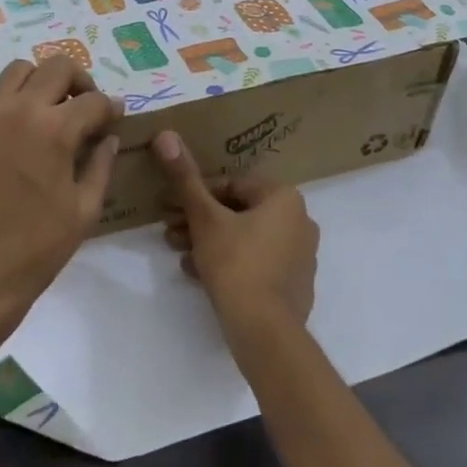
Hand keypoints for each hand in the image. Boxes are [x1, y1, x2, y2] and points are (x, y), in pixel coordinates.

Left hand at [0, 57, 121, 325]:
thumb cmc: (39, 246)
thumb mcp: (86, 208)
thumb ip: (102, 163)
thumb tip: (109, 135)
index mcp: (55, 131)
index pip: (93, 100)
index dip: (111, 107)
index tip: (114, 117)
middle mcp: (18, 110)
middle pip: (57, 66)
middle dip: (79, 81)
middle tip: (84, 106)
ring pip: (18, 70)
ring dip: (41, 83)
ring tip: (48, 110)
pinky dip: (8, 98)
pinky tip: (15, 125)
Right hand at [152, 130, 318, 333]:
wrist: (265, 332)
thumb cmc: (236, 264)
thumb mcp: (205, 218)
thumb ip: (185, 178)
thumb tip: (166, 134)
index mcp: (284, 198)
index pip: (232, 184)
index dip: (197, 193)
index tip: (170, 207)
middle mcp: (299, 221)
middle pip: (238, 211)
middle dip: (199, 220)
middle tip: (169, 231)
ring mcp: (300, 256)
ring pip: (245, 238)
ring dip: (209, 241)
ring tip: (179, 253)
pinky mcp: (294, 285)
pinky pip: (256, 263)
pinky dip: (228, 263)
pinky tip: (199, 274)